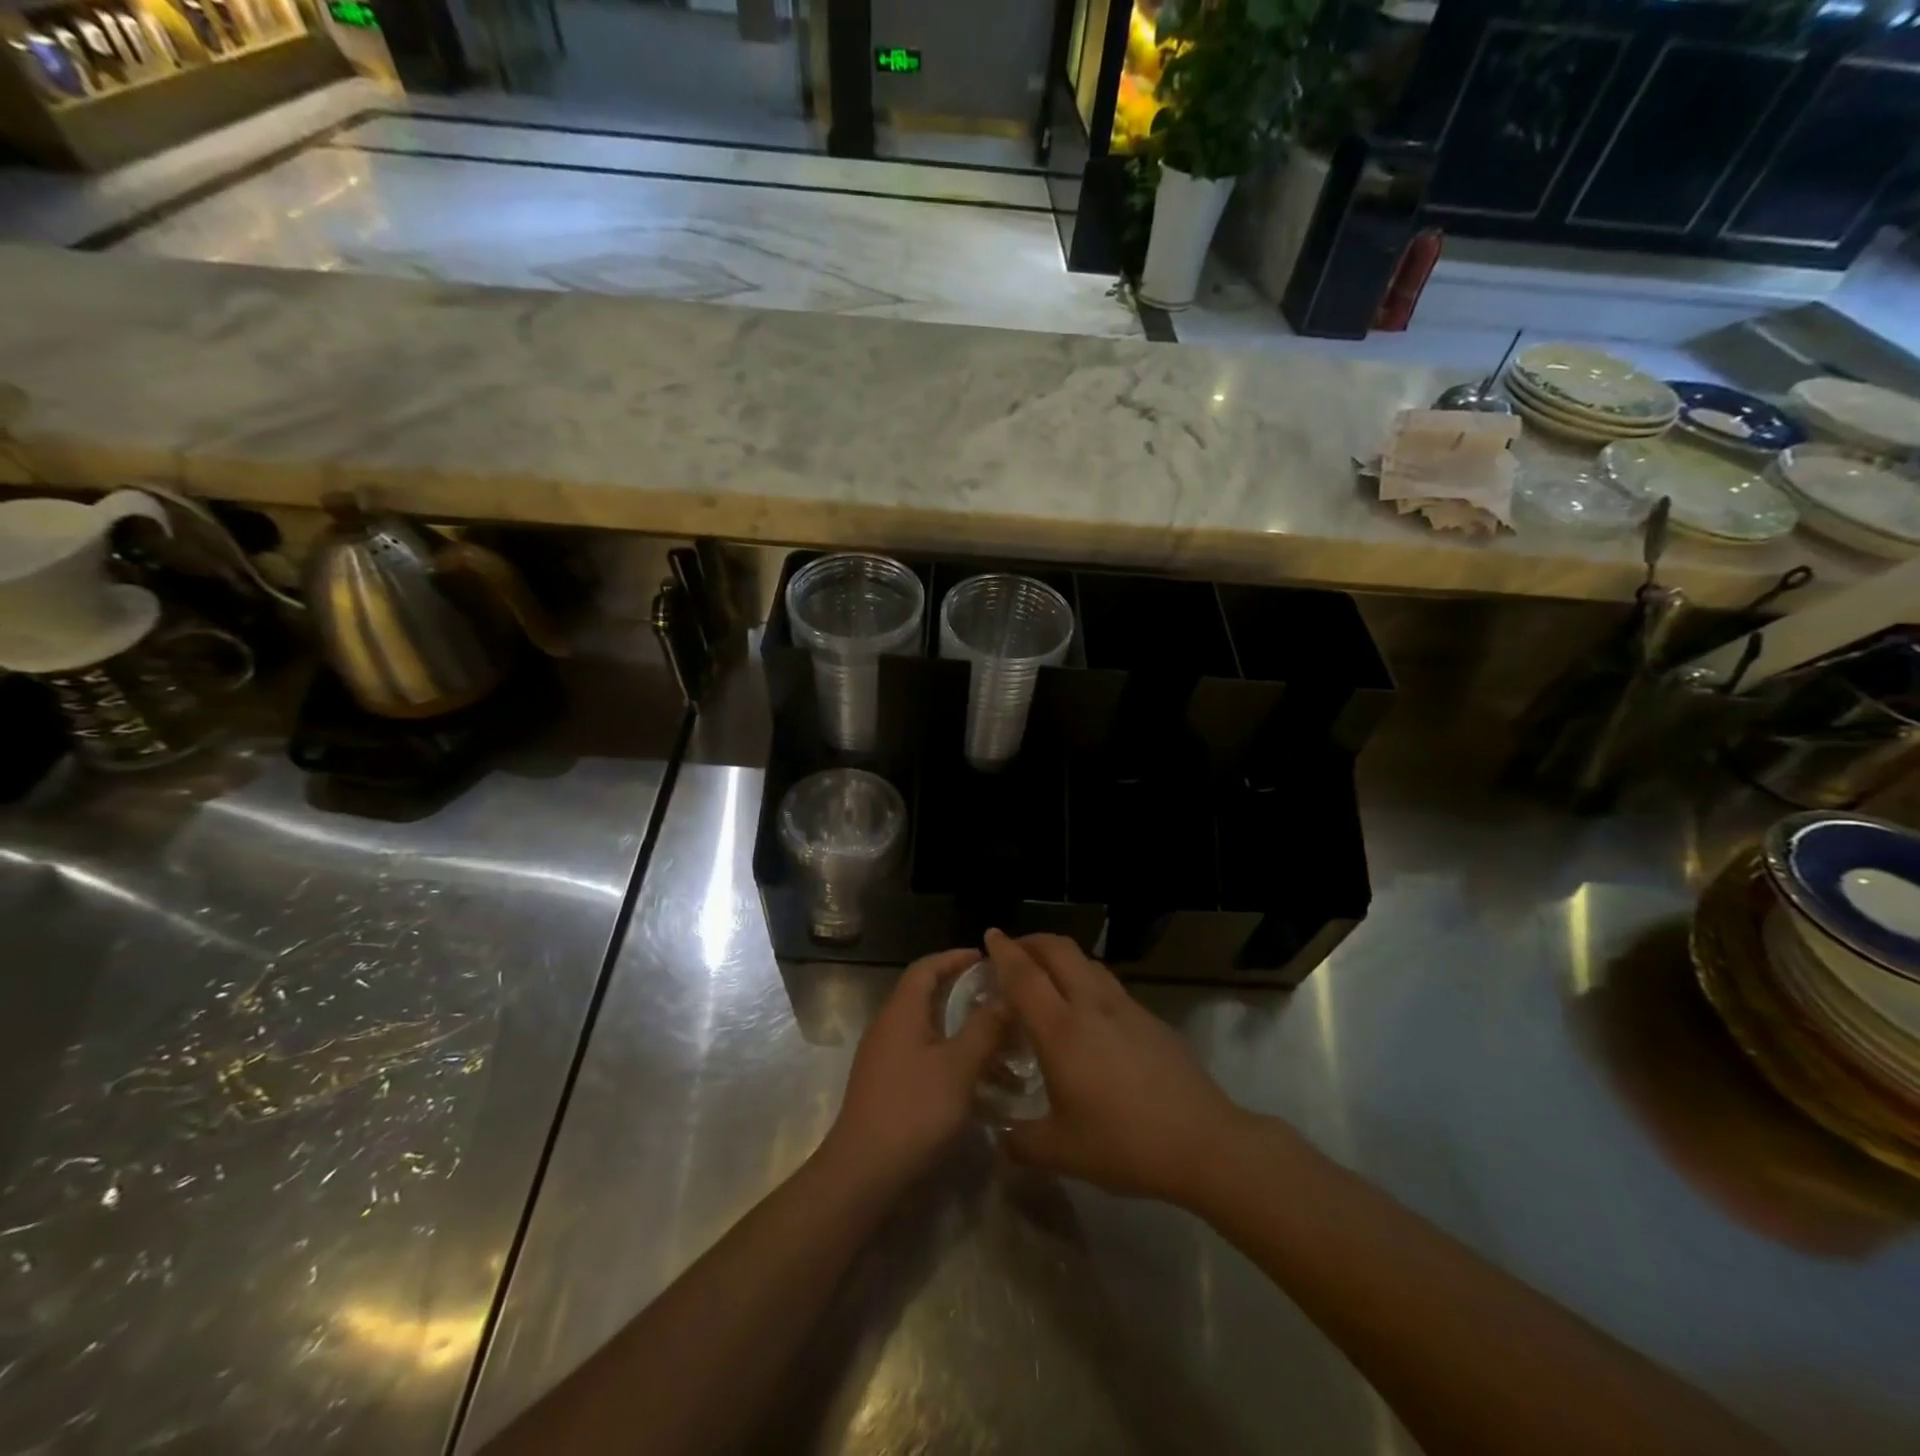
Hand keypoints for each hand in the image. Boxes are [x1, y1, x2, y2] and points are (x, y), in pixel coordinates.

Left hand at [819, 948, 1007, 1189]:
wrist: (863, 1173)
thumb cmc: (913, 1110)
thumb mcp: (958, 1067)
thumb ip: (984, 1028)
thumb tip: (1006, 995)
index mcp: (901, 1012)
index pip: (926, 967)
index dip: (954, 958)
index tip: (985, 958)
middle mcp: (889, 1027)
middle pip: (928, 997)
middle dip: (965, 995)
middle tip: (1001, 999)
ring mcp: (886, 1059)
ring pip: (931, 1031)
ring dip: (964, 1033)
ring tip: (1003, 1045)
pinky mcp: (888, 1086)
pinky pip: (925, 1058)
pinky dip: (953, 1061)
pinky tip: (981, 1084)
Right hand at [986, 929, 1250, 1203]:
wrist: (1203, 1142)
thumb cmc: (1124, 1144)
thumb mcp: (1062, 1152)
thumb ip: (1023, 1143)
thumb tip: (1002, 1140)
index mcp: (1061, 1030)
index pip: (1024, 975)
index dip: (1004, 951)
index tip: (990, 935)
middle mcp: (1092, 1006)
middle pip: (1059, 950)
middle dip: (1032, 941)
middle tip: (1014, 951)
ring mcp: (1126, 1008)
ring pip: (1087, 962)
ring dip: (1061, 957)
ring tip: (1048, 976)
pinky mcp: (1151, 1019)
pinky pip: (1109, 984)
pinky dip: (1087, 980)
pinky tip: (1088, 1013)